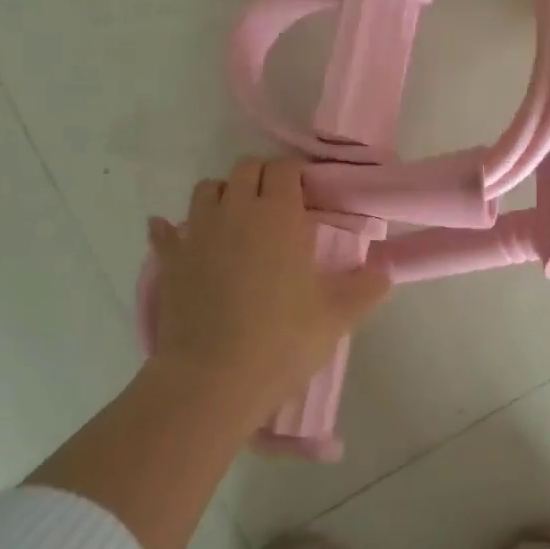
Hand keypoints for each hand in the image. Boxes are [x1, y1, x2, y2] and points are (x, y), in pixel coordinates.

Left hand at [147, 158, 390, 425]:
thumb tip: (384, 270)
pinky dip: (171, 229)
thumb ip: (366, 287)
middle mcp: (237, 210)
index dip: (295, 174)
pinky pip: (165, 231)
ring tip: (236, 220)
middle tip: (277, 205)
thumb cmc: (281, 340)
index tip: (305, 192)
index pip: (284, 169)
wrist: (212, 380)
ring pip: (207, 189)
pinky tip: (174, 234)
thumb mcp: (337, 316)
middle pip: (245, 168)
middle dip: (261, 177)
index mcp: (279, 215)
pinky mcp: (171, 260)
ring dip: (223, 195)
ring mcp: (199, 233)